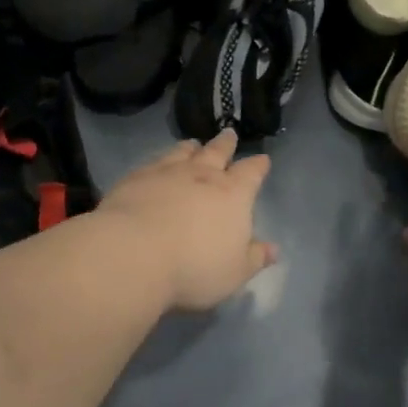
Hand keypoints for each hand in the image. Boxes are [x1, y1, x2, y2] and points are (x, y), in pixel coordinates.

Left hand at [100, 130, 277, 310]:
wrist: (134, 254)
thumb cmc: (194, 267)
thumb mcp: (234, 272)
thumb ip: (254, 258)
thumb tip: (273, 250)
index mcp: (233, 195)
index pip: (251, 173)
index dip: (258, 166)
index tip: (262, 159)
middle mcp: (202, 176)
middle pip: (217, 152)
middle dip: (226, 144)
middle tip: (229, 134)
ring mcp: (167, 173)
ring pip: (183, 152)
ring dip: (191, 148)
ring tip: (193, 144)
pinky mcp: (136, 178)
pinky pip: (153, 162)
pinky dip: (161, 159)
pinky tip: (157, 163)